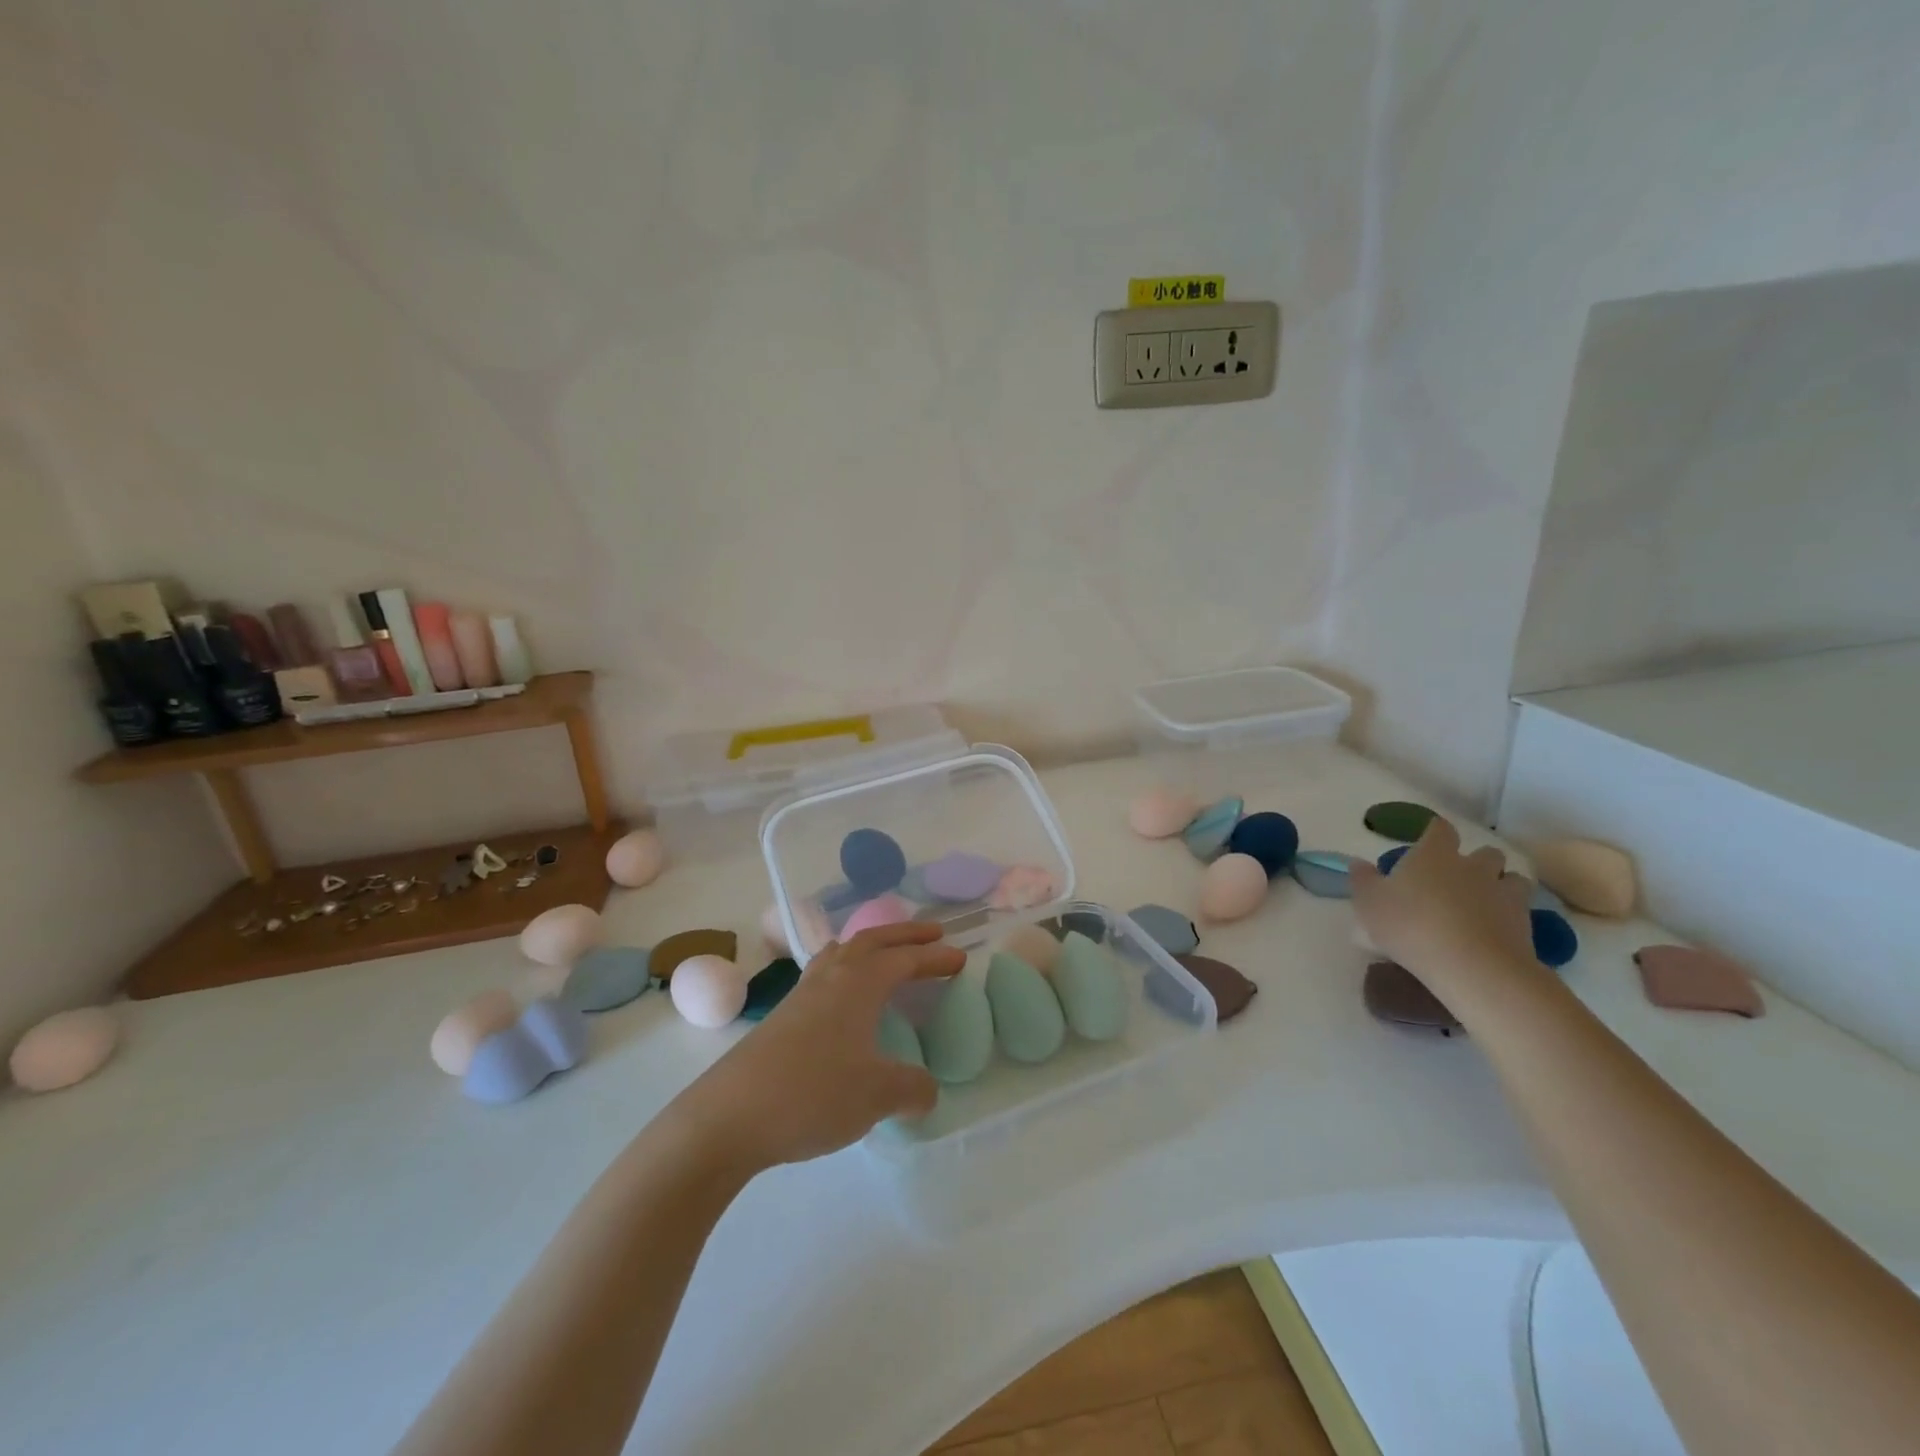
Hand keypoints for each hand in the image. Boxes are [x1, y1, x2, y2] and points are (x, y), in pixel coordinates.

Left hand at [671, 922, 963, 1172]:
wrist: (728, 1117)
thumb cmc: (811, 1094)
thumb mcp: (875, 1096)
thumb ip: (911, 1089)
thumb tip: (926, 1090)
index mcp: (858, 984)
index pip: (904, 959)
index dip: (934, 957)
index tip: (959, 958)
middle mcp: (830, 978)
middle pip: (872, 940)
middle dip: (905, 934)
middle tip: (934, 934)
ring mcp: (801, 995)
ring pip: (842, 952)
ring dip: (871, 946)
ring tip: (886, 953)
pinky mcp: (782, 1017)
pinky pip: (823, 974)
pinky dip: (845, 969)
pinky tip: (844, 996)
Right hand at [1349, 819, 1535, 1000]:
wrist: (1473, 967)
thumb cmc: (1411, 926)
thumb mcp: (1369, 903)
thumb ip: (1363, 880)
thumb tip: (1358, 863)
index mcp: (1434, 855)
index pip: (1440, 829)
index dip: (1435, 832)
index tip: (1428, 840)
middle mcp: (1473, 866)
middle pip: (1485, 852)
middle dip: (1476, 861)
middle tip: (1458, 879)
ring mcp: (1503, 894)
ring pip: (1512, 879)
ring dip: (1501, 885)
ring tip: (1485, 903)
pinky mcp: (1525, 924)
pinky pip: (1522, 911)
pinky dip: (1511, 916)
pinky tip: (1496, 930)